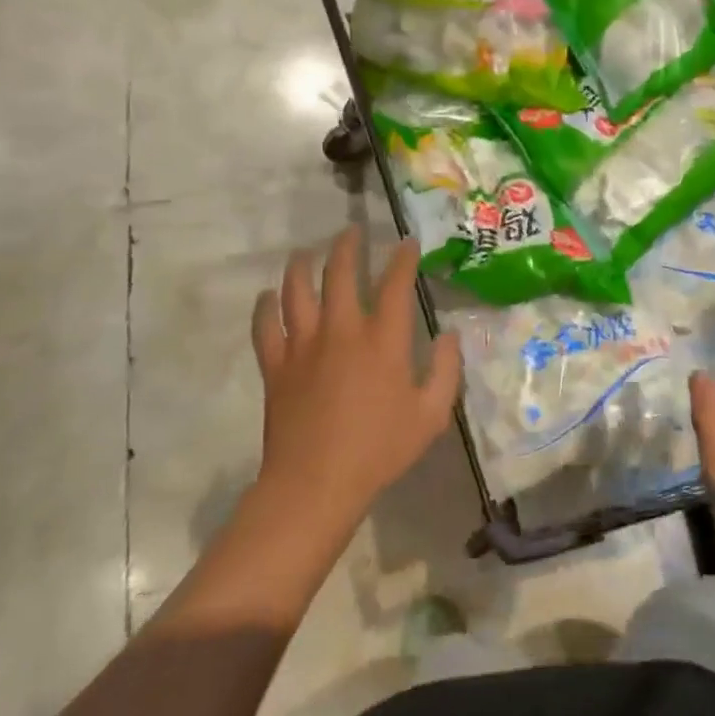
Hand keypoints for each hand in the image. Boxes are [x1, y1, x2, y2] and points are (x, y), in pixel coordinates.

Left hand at [250, 227, 461, 537]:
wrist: (315, 484)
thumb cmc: (380, 450)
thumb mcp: (431, 415)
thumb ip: (446, 370)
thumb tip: (449, 334)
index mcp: (383, 339)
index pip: (395, 283)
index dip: (402, 257)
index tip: (407, 241)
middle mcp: (342, 329)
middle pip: (340, 272)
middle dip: (348, 246)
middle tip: (351, 231)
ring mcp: (303, 345)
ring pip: (297, 290)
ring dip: (303, 265)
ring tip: (307, 252)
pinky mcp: (276, 365)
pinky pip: (265, 326)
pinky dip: (265, 307)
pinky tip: (269, 296)